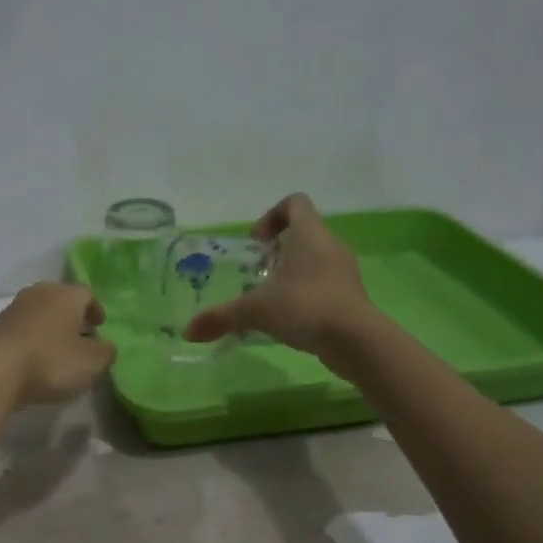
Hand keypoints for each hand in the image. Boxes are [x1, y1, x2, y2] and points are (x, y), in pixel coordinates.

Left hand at [0, 282, 116, 407]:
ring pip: (40, 314)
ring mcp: (13, 308)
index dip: (96, 310)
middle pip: (61, 300)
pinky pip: (22, 329)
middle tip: (81, 335)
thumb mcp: (91, 363)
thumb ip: (106, 353)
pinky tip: (35, 359)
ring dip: (50, 328)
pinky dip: (32, 339)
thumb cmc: (50, 361)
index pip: (87, 294)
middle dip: (72, 317)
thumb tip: (107, 347)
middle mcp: (39, 293)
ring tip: (58, 350)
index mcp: (66, 294)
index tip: (100, 325)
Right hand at [182, 194, 374, 358]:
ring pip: (315, 260)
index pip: (294, 203)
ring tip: (272, 298)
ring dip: (292, 273)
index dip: (272, 216)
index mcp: (309, 234)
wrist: (355, 340)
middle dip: (278, 251)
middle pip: (304, 232)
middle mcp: (330, 245)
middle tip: (258, 273)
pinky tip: (291, 318)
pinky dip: (306, 293)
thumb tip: (187, 332)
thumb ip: (221, 317)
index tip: (257, 243)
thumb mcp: (255, 311)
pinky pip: (325, 283)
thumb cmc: (304, 307)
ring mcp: (344, 271)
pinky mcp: (351, 295)